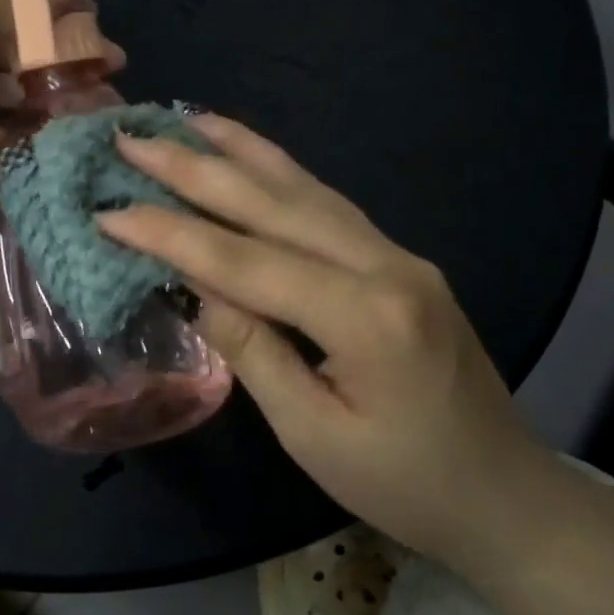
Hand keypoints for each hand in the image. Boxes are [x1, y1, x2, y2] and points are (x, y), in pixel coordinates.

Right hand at [97, 115, 535, 563]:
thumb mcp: (312, 434)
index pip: (245, 262)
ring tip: (187, 120)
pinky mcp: (400, 260)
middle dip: (195, 169)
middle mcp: (385, 265)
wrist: (504, 493)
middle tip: (132, 138)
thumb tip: (199, 288)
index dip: (171, 234)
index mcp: (365, 316)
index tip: (109, 211)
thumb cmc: (404, 484)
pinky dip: (282, 174)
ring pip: (305, 190)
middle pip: (273, 205)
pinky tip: (253, 158)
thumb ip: (254, 351)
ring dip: (241, 152)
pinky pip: (329, 205)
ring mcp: (398, 255)